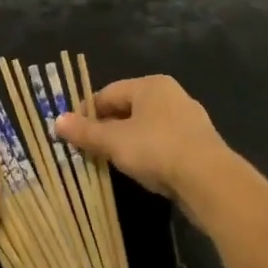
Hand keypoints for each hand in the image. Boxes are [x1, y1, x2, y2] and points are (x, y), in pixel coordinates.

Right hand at [56, 74, 233, 205]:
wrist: (211, 182)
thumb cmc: (157, 149)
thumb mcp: (114, 141)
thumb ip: (85, 132)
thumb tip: (57, 121)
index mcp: (151, 85)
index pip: (108, 93)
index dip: (87, 112)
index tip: (73, 132)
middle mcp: (172, 95)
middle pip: (129, 109)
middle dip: (108, 128)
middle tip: (90, 148)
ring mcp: (190, 121)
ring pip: (148, 128)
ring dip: (129, 142)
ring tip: (113, 162)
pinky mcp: (201, 146)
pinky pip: (165, 144)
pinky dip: (150, 154)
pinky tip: (144, 171)